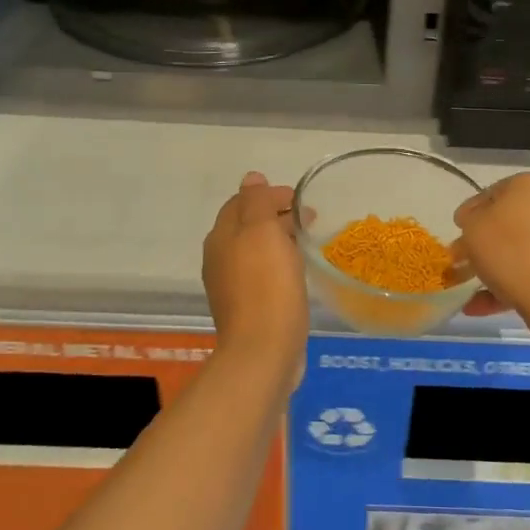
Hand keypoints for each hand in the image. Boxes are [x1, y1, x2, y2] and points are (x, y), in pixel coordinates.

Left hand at [202, 171, 308, 372]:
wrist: (263, 352)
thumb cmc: (266, 286)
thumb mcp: (263, 232)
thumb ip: (257, 201)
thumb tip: (252, 178)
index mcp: (221, 236)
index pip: (242, 201)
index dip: (270, 195)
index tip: (301, 200)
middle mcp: (220, 258)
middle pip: (248, 225)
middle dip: (276, 216)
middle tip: (309, 219)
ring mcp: (231, 286)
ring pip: (256, 250)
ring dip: (279, 240)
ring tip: (306, 243)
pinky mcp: (247, 308)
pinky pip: (263, 275)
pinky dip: (279, 264)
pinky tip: (297, 273)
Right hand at [454, 173, 529, 319]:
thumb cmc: (510, 250)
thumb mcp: (473, 227)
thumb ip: (469, 218)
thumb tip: (473, 219)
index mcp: (529, 184)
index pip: (492, 192)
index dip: (471, 214)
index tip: (458, 234)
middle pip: (510, 222)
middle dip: (485, 243)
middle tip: (464, 262)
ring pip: (523, 249)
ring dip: (496, 268)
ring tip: (471, 292)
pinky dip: (512, 285)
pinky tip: (483, 305)